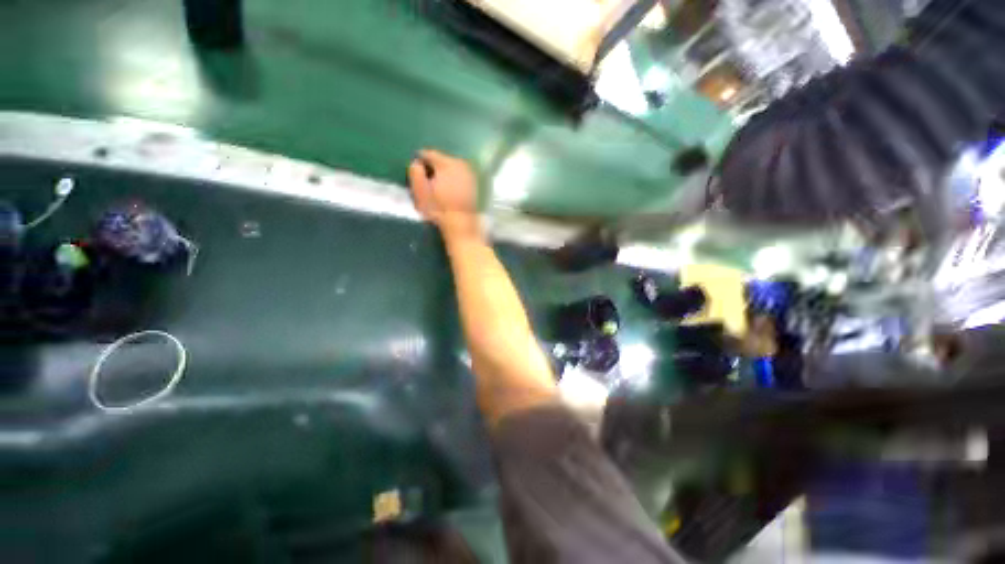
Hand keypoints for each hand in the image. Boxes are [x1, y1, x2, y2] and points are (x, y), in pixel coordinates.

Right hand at [408, 150, 480, 237]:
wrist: (461, 224)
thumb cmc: (438, 209)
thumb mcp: (420, 191)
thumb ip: (415, 173)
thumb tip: (416, 163)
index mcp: (446, 163)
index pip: (428, 153)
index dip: (419, 162)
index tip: (416, 173)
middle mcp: (460, 163)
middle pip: (441, 159)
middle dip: (433, 167)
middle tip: (427, 181)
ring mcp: (469, 173)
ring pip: (451, 167)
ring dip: (443, 174)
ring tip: (437, 187)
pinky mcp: (473, 184)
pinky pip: (459, 176)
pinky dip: (453, 180)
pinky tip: (449, 191)